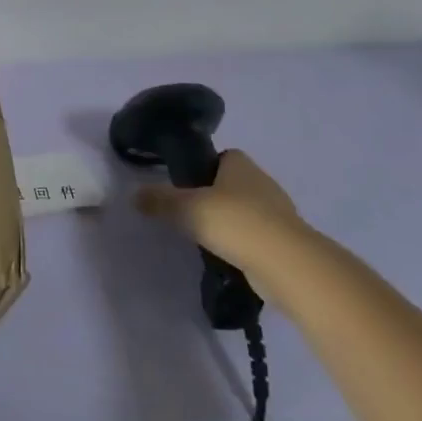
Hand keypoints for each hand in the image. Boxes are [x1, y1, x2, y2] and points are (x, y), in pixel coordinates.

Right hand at [133, 149, 306, 274]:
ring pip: (248, 211)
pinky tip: (228, 257)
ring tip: (207, 238)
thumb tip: (134, 195)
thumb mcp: (187, 208)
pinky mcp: (286, 242)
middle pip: (235, 183)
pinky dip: (244, 244)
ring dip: (232, 222)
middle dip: (216, 196)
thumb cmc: (236, 222)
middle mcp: (263, 183)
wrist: (287, 264)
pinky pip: (258, 236)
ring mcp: (279, 213)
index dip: (206, 166)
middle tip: (191, 213)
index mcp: (241, 165)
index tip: (188, 184)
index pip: (224, 156)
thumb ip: (160, 201)